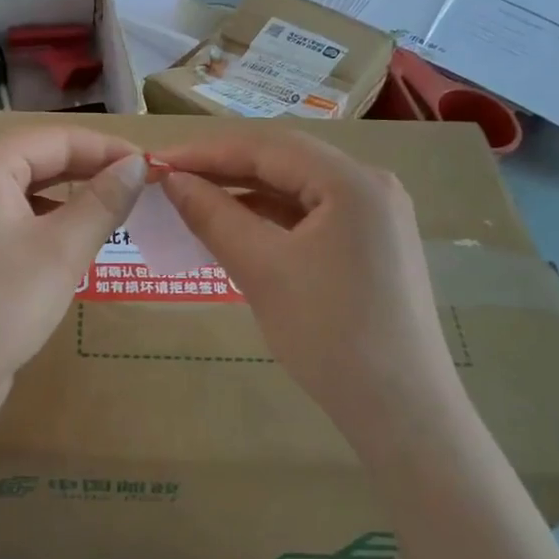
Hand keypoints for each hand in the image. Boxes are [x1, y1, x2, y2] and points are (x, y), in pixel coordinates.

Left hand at [0, 127, 147, 433]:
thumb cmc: (1, 303)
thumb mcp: (62, 249)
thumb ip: (103, 201)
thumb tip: (137, 164)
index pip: (56, 139)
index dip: (106, 148)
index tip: (150, 165)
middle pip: (40, 159)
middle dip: (91, 169)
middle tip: (140, 186)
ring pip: (30, 192)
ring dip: (73, 196)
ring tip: (116, 209)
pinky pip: (18, 220)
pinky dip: (51, 223)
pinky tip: (77, 241)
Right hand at [153, 127, 450, 445]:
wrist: (401, 412)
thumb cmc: (329, 334)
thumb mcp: (262, 268)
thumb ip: (213, 215)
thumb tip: (172, 179)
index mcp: (353, 180)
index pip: (267, 146)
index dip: (207, 151)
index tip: (157, 161)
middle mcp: (371, 185)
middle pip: (284, 162)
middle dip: (224, 169)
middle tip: (170, 180)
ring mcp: (375, 216)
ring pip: (296, 190)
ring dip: (245, 194)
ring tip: (193, 202)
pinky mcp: (370, 245)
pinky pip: (310, 217)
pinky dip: (270, 219)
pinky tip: (235, 228)